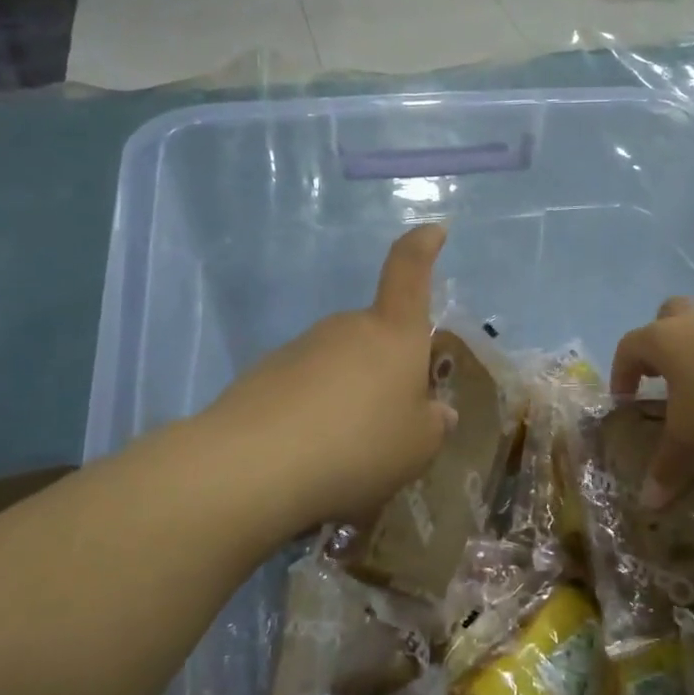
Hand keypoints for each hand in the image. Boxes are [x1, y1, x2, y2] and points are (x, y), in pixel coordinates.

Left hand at [209, 224, 457, 527]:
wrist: (255, 464)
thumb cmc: (359, 444)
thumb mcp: (417, 447)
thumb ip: (433, 425)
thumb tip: (438, 413)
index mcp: (393, 333)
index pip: (410, 270)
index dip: (423, 246)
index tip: (433, 231)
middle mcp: (347, 327)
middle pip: (376, 336)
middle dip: (387, 369)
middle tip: (390, 424)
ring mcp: (301, 347)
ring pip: (340, 365)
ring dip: (350, 395)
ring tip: (347, 450)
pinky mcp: (264, 374)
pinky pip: (305, 388)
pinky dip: (314, 412)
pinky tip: (309, 453)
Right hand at [610, 298, 693, 505]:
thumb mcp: (691, 436)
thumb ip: (667, 465)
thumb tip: (648, 502)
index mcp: (663, 338)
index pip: (628, 348)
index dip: (621, 374)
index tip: (625, 402)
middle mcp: (692, 321)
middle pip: (666, 319)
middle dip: (659, 346)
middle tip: (661, 376)